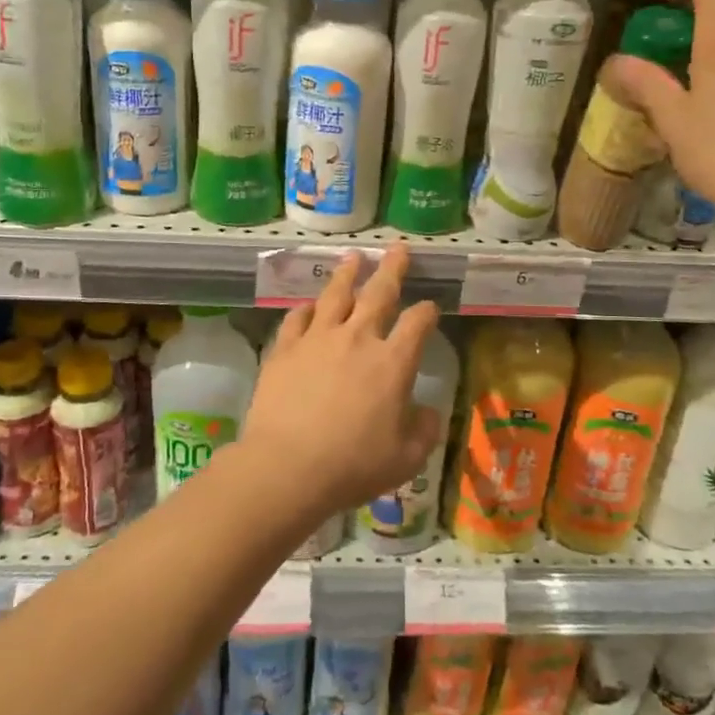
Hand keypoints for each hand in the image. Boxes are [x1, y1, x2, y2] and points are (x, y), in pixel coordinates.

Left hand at [240, 245, 441, 523]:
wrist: (287, 466)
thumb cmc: (353, 465)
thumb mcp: (405, 458)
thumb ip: (423, 431)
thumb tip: (427, 412)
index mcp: (393, 362)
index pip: (417, 323)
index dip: (427, 312)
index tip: (430, 308)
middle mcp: (358, 338)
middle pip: (379, 292)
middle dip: (392, 268)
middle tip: (398, 248)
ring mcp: (318, 339)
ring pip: (335, 294)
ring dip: (348, 273)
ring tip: (353, 257)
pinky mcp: (285, 348)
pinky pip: (297, 318)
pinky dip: (306, 308)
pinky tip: (308, 305)